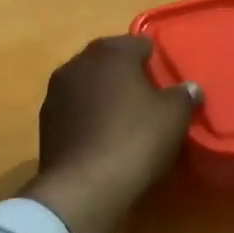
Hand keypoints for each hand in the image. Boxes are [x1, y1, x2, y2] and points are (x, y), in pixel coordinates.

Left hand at [24, 36, 200, 232]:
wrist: (83, 188)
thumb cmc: (134, 139)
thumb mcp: (174, 116)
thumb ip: (184, 95)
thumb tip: (190, 88)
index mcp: (111, 52)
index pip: (139, 44)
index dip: (154, 61)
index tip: (166, 83)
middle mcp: (78, 63)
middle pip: (110, 61)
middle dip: (127, 76)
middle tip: (148, 100)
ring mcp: (56, 92)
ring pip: (88, 85)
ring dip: (103, 96)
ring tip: (123, 121)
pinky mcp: (44, 122)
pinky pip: (74, 110)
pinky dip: (87, 117)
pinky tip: (101, 139)